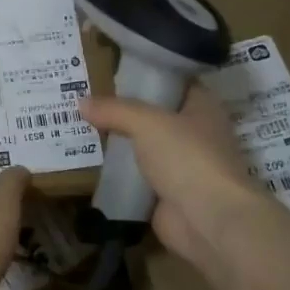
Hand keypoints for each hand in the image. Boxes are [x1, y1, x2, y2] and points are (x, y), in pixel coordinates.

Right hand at [80, 84, 285, 276]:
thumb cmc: (187, 157)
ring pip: (144, 146)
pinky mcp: (166, 193)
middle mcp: (195, 133)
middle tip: (87, 97)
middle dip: (124, 109)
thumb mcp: (147, 123)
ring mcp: (181, 166)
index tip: (113, 69)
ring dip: (118, 142)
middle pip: (156, 115)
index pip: (174, 81)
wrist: (208, 220)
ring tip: (80, 126)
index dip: (147, 74)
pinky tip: (90, 161)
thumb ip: (115, 110)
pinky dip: (117, 172)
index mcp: (202, 108)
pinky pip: (136, 176)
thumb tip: (81, 102)